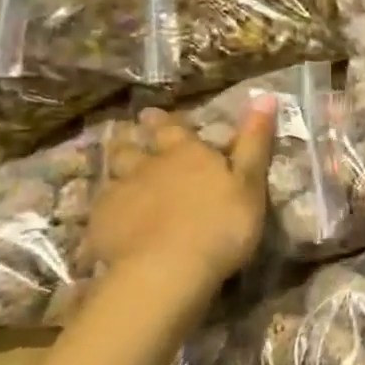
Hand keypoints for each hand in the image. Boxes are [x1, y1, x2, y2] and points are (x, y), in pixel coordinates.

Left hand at [82, 100, 277, 286]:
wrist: (167, 270)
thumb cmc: (221, 224)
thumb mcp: (250, 182)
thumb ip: (255, 141)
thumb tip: (265, 95)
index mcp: (186, 153)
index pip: (172, 128)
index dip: (165, 121)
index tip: (154, 113)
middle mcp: (149, 166)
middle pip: (133, 146)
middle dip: (132, 138)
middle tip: (129, 133)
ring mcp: (120, 194)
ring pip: (113, 172)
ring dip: (115, 166)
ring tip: (116, 166)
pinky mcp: (101, 225)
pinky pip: (100, 208)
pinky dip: (106, 207)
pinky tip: (109, 216)